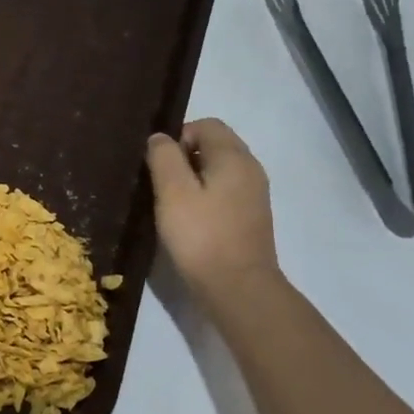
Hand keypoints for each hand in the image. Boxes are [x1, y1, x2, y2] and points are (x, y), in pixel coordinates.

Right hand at [145, 118, 280, 305]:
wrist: (238, 288)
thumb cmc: (201, 235)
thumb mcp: (173, 192)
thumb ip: (164, 158)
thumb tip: (160, 138)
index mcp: (234, 157)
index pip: (206, 125)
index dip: (178, 136)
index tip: (159, 165)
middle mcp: (250, 169)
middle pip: (215, 144)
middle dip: (184, 156)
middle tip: (161, 183)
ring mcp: (254, 194)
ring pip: (219, 169)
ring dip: (193, 177)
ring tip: (171, 201)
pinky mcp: (250, 216)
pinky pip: (224, 190)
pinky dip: (205, 195)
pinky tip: (189, 218)